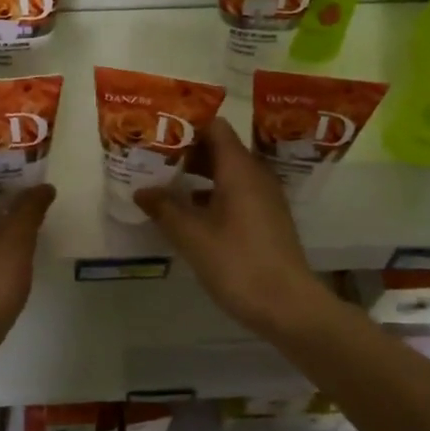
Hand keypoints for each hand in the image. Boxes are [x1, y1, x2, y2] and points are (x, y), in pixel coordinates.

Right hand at [134, 117, 338, 338]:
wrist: (288, 306)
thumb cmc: (238, 263)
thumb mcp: (192, 236)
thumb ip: (164, 208)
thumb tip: (142, 190)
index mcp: (239, 168)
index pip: (214, 126)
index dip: (186, 124)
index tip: (157, 129)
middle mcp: (255, 174)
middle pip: (219, 147)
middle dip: (186, 149)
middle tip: (152, 155)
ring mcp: (264, 197)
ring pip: (226, 171)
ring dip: (197, 173)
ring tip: (163, 180)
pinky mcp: (266, 218)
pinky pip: (235, 191)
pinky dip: (211, 192)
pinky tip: (188, 210)